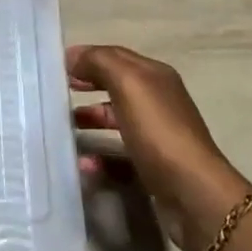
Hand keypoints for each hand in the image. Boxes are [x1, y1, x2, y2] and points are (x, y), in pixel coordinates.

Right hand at [70, 44, 251, 250]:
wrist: (194, 195)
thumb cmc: (159, 132)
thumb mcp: (128, 84)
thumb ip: (99, 63)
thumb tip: (73, 55)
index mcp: (155, 76)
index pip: (116, 55)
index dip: (87, 56)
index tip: (57, 65)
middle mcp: (158, 101)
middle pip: (117, 85)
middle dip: (88, 84)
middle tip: (58, 91)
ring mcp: (157, 136)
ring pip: (117, 119)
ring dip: (91, 119)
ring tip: (64, 127)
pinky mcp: (154, 167)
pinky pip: (120, 155)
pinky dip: (100, 157)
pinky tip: (84, 164)